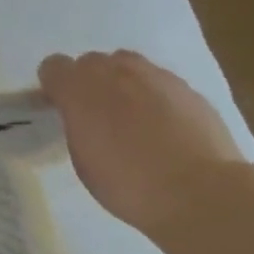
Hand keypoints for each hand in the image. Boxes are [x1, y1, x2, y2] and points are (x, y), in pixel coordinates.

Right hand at [37, 50, 249, 235]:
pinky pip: (159, 81)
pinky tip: (163, 125)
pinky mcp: (188, 88)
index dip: (54, 86)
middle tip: (95, 114)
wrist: (200, 193)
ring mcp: (155, 77)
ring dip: (121, 82)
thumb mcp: (83, 161)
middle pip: (90, 61)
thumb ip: (77, 126)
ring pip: (127, 64)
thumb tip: (82, 117)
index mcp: (80, 91)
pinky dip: (153, 95)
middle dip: (88, 81)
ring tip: (130, 115)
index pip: (53, 67)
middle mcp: (114, 73)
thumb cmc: (129, 185)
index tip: (60, 108)